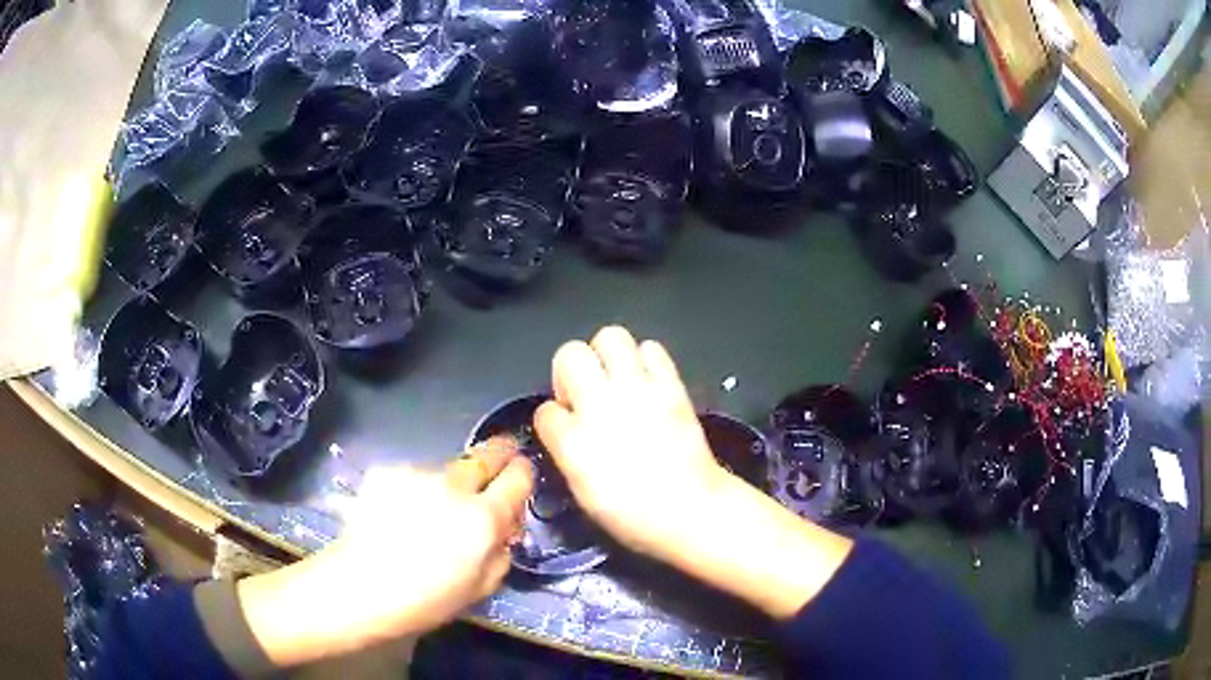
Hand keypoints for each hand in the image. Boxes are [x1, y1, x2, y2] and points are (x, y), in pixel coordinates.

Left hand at [237, 438, 532, 666]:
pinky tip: (399, 512)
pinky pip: (413, 476)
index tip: (520, 476)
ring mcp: (416, 474)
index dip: (523, 474)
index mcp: (482, 518)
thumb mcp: (480, 588)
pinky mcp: (386, 472)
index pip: (518, 477)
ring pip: (446, 468)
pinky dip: (414, 489)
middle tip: (498, 461)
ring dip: (449, 482)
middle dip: (499, 453)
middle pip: (486, 454)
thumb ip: (502, 551)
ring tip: (430, 509)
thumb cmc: (425, 600)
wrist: (358, 587)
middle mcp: (453, 486)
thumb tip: (504, 528)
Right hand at [535, 326, 852, 619]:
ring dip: (606, 355)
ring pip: (610, 337)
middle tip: (584, 393)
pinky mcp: (671, 385)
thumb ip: (567, 452)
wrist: (692, 510)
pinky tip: (646, 381)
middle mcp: (601, 406)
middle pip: (570, 353)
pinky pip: (652, 349)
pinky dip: (645, 359)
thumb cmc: (634, 516)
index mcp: (574, 441)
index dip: (553, 418)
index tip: (565, 428)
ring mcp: (638, 390)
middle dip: (570, 370)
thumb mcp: (583, 493)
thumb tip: (564, 428)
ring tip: (615, 379)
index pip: (545, 410)